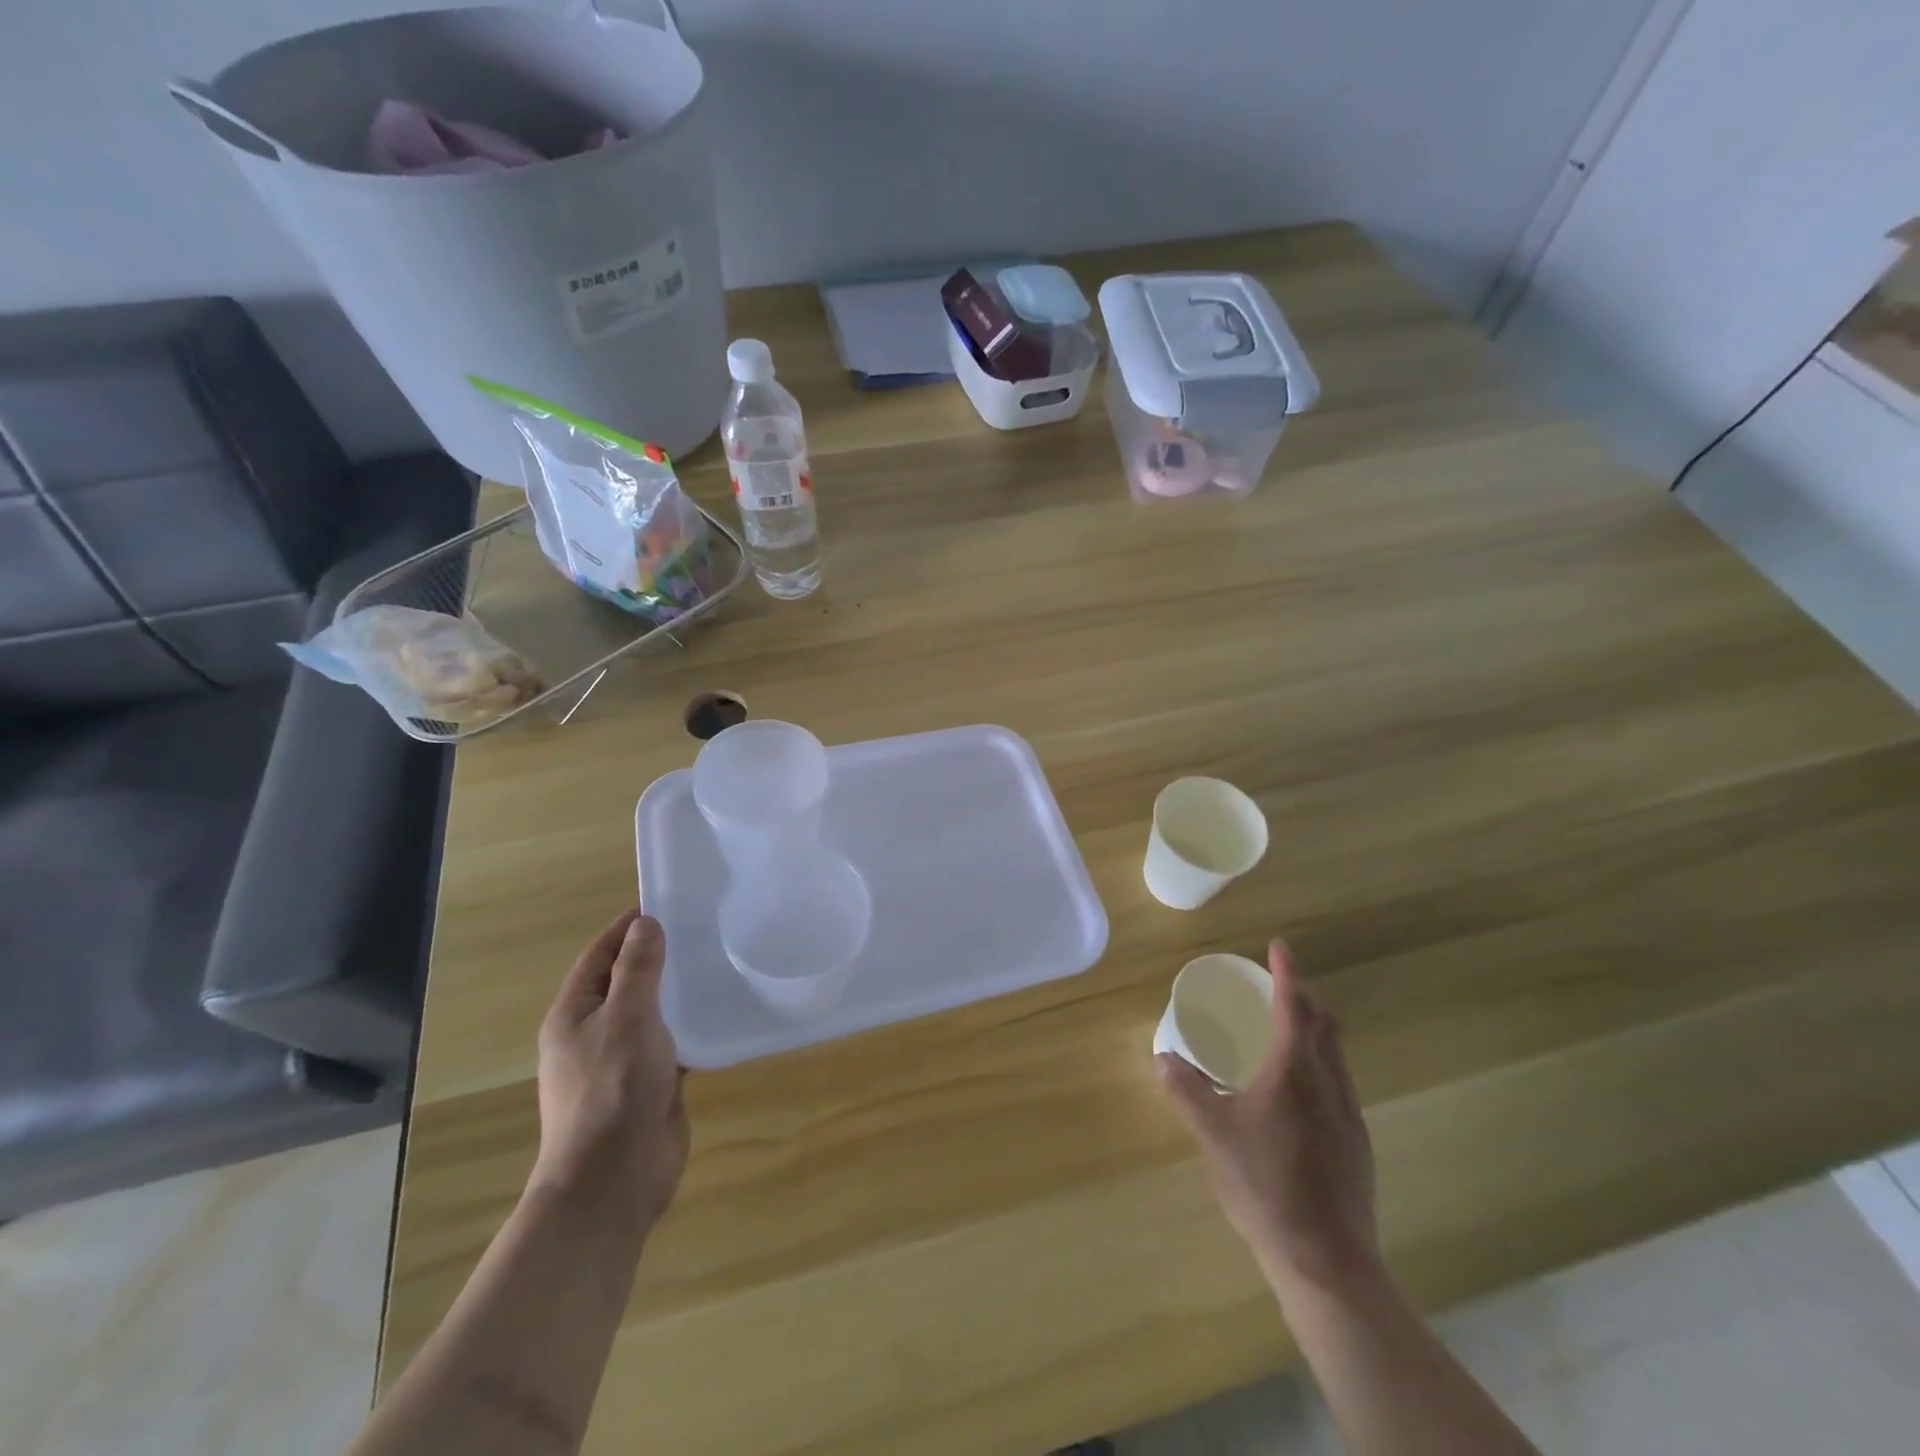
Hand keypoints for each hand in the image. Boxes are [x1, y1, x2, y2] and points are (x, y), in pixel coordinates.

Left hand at [531, 910, 688, 1233]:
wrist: (614, 1181)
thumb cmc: (612, 1090)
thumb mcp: (627, 1018)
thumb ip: (638, 969)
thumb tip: (645, 924)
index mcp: (574, 1014)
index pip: (599, 955)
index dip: (627, 927)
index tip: (665, 902)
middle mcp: (594, 1032)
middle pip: (627, 981)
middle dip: (658, 955)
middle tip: (703, 928)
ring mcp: (622, 1060)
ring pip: (653, 1012)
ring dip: (678, 990)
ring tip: (719, 961)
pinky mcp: (650, 1083)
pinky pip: (673, 1042)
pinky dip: (693, 1025)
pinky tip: (723, 1010)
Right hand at [1159, 939, 1377, 1297]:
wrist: (1326, 1259)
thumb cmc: (1265, 1185)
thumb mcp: (1213, 1134)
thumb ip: (1187, 1090)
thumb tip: (1163, 1057)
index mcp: (1293, 1070)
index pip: (1294, 1006)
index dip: (1287, 972)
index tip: (1279, 946)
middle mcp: (1328, 1082)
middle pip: (1324, 1024)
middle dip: (1304, 996)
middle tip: (1278, 985)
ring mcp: (1349, 1114)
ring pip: (1337, 1054)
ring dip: (1316, 1029)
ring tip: (1288, 1029)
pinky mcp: (1357, 1143)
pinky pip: (1340, 1082)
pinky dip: (1321, 1063)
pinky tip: (1300, 1090)